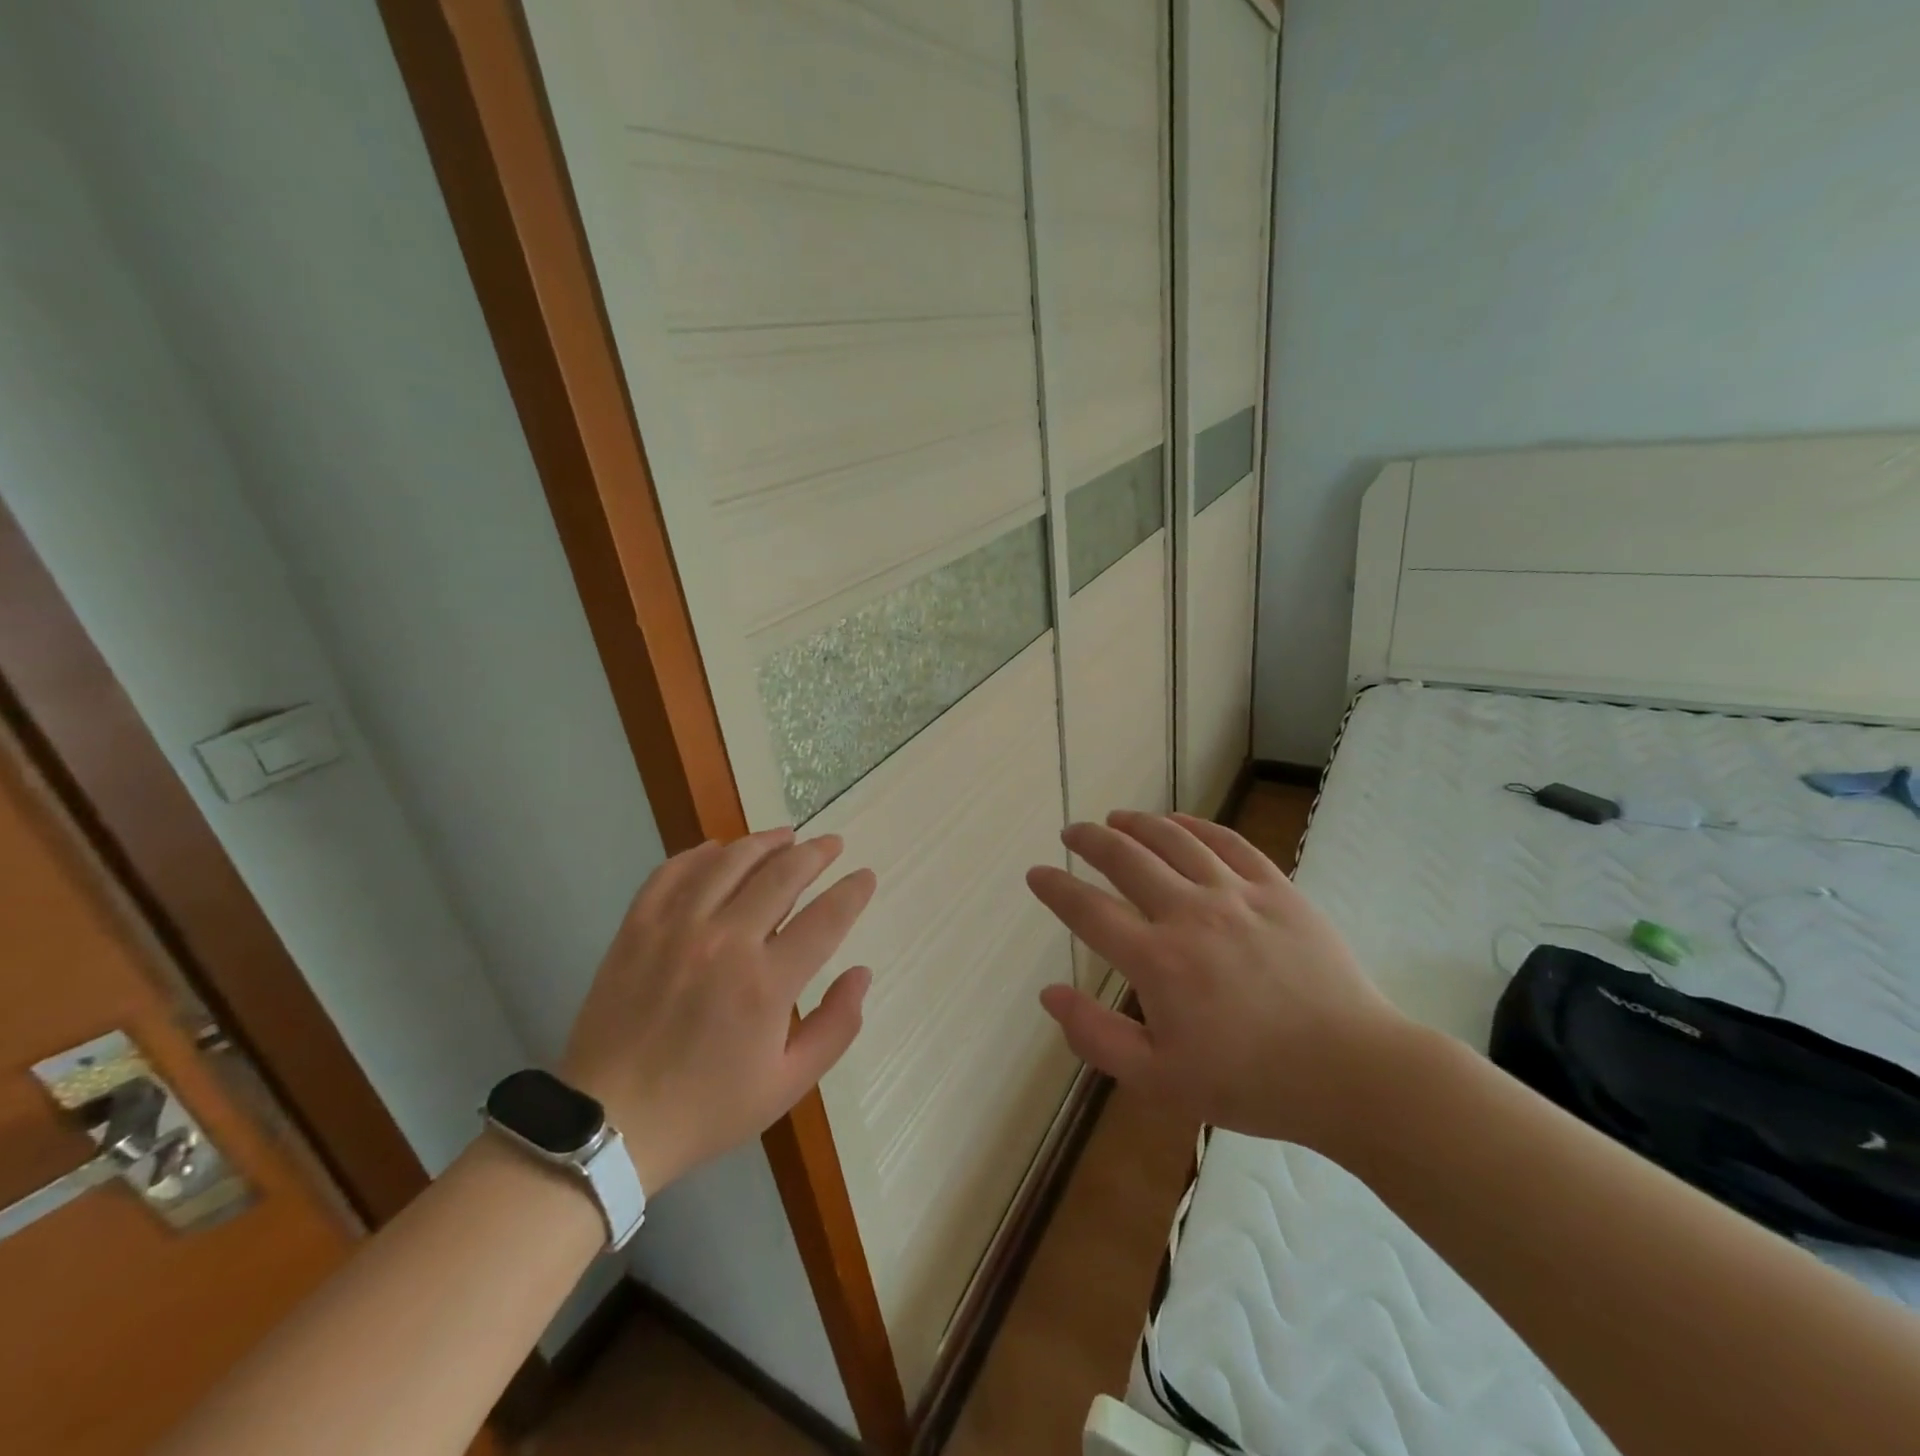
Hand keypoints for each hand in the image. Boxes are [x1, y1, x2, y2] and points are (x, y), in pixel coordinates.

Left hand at [560, 828, 875, 1191]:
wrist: (608, 1122)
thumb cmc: (706, 1107)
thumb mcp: (788, 1084)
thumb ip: (836, 1026)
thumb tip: (862, 973)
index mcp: (767, 984)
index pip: (826, 918)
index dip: (852, 891)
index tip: (865, 876)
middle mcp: (726, 942)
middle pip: (782, 875)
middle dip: (816, 853)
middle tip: (833, 844)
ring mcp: (676, 928)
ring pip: (730, 862)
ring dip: (765, 842)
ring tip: (786, 836)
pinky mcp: (637, 927)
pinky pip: (673, 872)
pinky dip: (701, 854)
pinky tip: (718, 850)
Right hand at [1027, 811, 1407, 1150]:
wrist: (1350, 1073)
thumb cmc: (1250, 1083)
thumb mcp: (1159, 1080)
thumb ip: (1096, 1036)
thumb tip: (1050, 993)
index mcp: (1158, 961)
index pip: (1088, 911)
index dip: (1056, 888)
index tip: (1037, 874)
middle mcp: (1190, 914)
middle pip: (1126, 859)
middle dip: (1090, 841)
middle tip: (1071, 833)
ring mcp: (1236, 895)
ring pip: (1174, 840)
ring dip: (1137, 824)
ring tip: (1115, 818)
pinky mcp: (1276, 888)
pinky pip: (1227, 841)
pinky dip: (1195, 824)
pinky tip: (1177, 821)